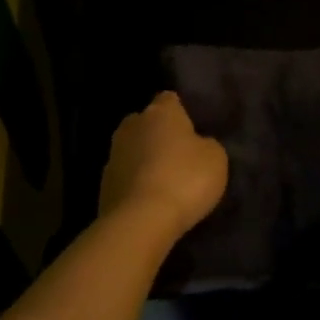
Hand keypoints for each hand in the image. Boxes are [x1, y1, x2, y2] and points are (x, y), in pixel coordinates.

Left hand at [99, 91, 227, 239]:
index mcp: (160, 112)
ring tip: (163, 180)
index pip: (170, 99)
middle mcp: (132, 125)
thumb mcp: (216, 159)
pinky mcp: (103, 183)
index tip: (192, 128)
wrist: (141, 220)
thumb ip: (206, 144)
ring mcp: (113, 154)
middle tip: (178, 154)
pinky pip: (125, 176)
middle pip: (146, 122)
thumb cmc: (185, 179)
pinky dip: (135, 183)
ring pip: (132, 149)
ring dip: (144, 159)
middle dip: (158, 134)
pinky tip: (149, 199)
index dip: (181, 112)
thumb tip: (198, 144)